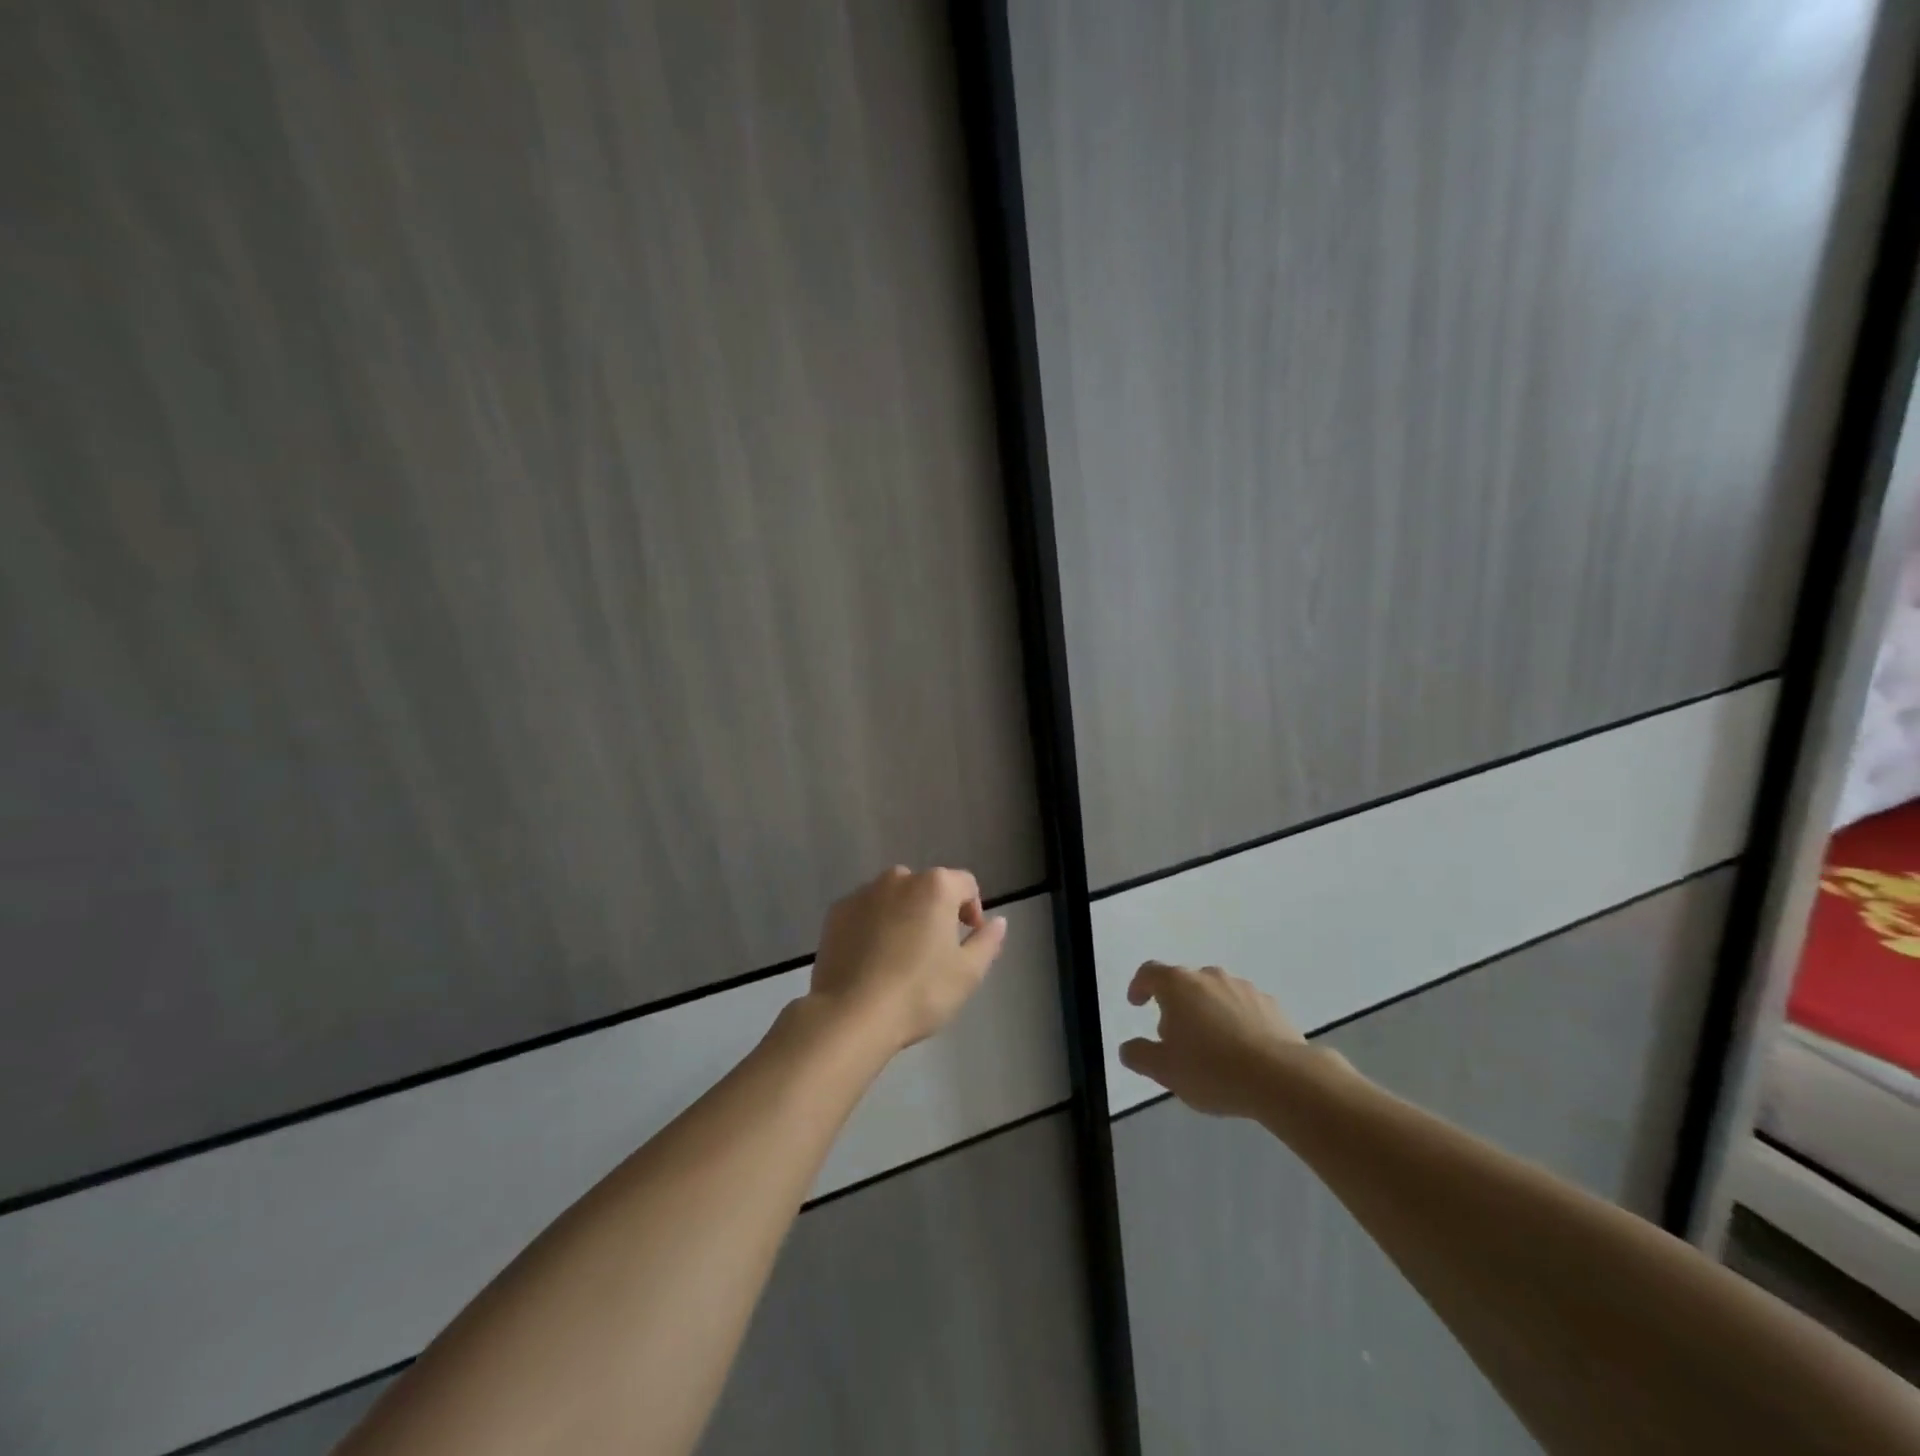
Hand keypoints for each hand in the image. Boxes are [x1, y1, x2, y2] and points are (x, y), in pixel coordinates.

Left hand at [806, 866, 1007, 1055]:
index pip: (966, 884)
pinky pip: (865, 911)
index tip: (968, 938)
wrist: (852, 1014)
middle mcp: (898, 879)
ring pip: (893, 897)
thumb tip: (998, 921)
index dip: (973, 909)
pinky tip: (871, 958)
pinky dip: (873, 925)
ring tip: (900, 955)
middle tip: (934, 950)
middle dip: (935, 911)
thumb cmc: (920, 992)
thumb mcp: (968, 973)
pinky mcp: (836, 912)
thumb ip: (988, 941)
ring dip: (903, 915)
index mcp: (935, 886)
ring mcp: (863, 893)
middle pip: (927, 887)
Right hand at [1119, 961, 1309, 1116]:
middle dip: (1175, 1006)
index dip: (1139, 986)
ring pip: (1215, 994)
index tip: (1136, 1004)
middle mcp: (1209, 977)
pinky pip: (1243, 1007)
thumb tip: (1128, 1048)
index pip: (1149, 973)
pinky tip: (1241, 1050)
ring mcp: (1243, 988)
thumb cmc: (1212, 1070)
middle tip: (1174, 1038)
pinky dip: (1235, 1021)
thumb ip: (1139, 1055)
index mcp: (1178, 985)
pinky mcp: (1271, 1005)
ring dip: (1207, 1012)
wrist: (1282, 1078)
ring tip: (1211, 1047)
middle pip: (1183, 983)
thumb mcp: (1164, 1070)